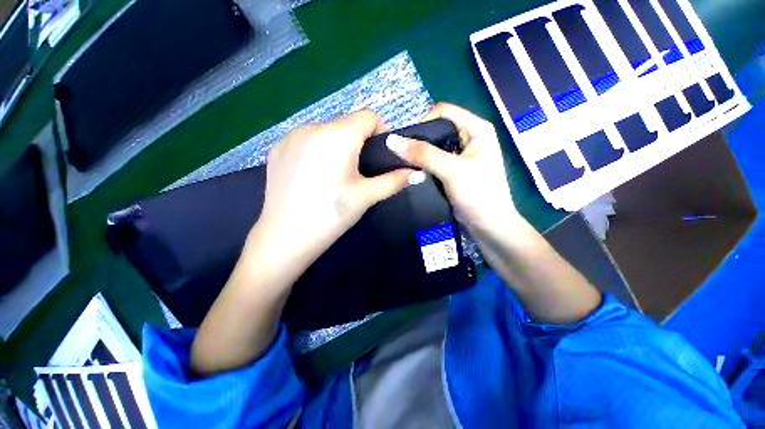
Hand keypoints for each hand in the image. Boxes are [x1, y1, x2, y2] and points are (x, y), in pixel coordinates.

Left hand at [256, 109, 411, 265]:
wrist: (285, 237)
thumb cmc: (331, 215)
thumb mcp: (366, 196)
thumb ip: (394, 181)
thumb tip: (417, 173)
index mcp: (338, 135)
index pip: (368, 116)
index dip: (380, 132)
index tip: (379, 156)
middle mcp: (312, 127)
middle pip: (346, 124)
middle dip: (358, 142)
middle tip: (358, 172)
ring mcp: (290, 136)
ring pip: (325, 132)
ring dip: (336, 146)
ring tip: (334, 175)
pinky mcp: (276, 149)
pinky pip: (305, 141)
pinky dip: (315, 151)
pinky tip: (312, 176)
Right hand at [386, 103, 519, 235]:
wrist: (489, 226)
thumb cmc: (478, 195)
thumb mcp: (451, 171)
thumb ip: (423, 154)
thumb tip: (392, 140)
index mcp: (476, 128)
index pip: (443, 112)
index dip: (423, 123)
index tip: (407, 144)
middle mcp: (470, 137)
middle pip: (437, 129)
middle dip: (419, 141)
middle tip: (404, 157)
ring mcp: (462, 154)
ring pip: (434, 146)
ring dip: (420, 155)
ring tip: (406, 166)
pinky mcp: (455, 169)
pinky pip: (435, 160)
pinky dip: (424, 165)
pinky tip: (415, 172)